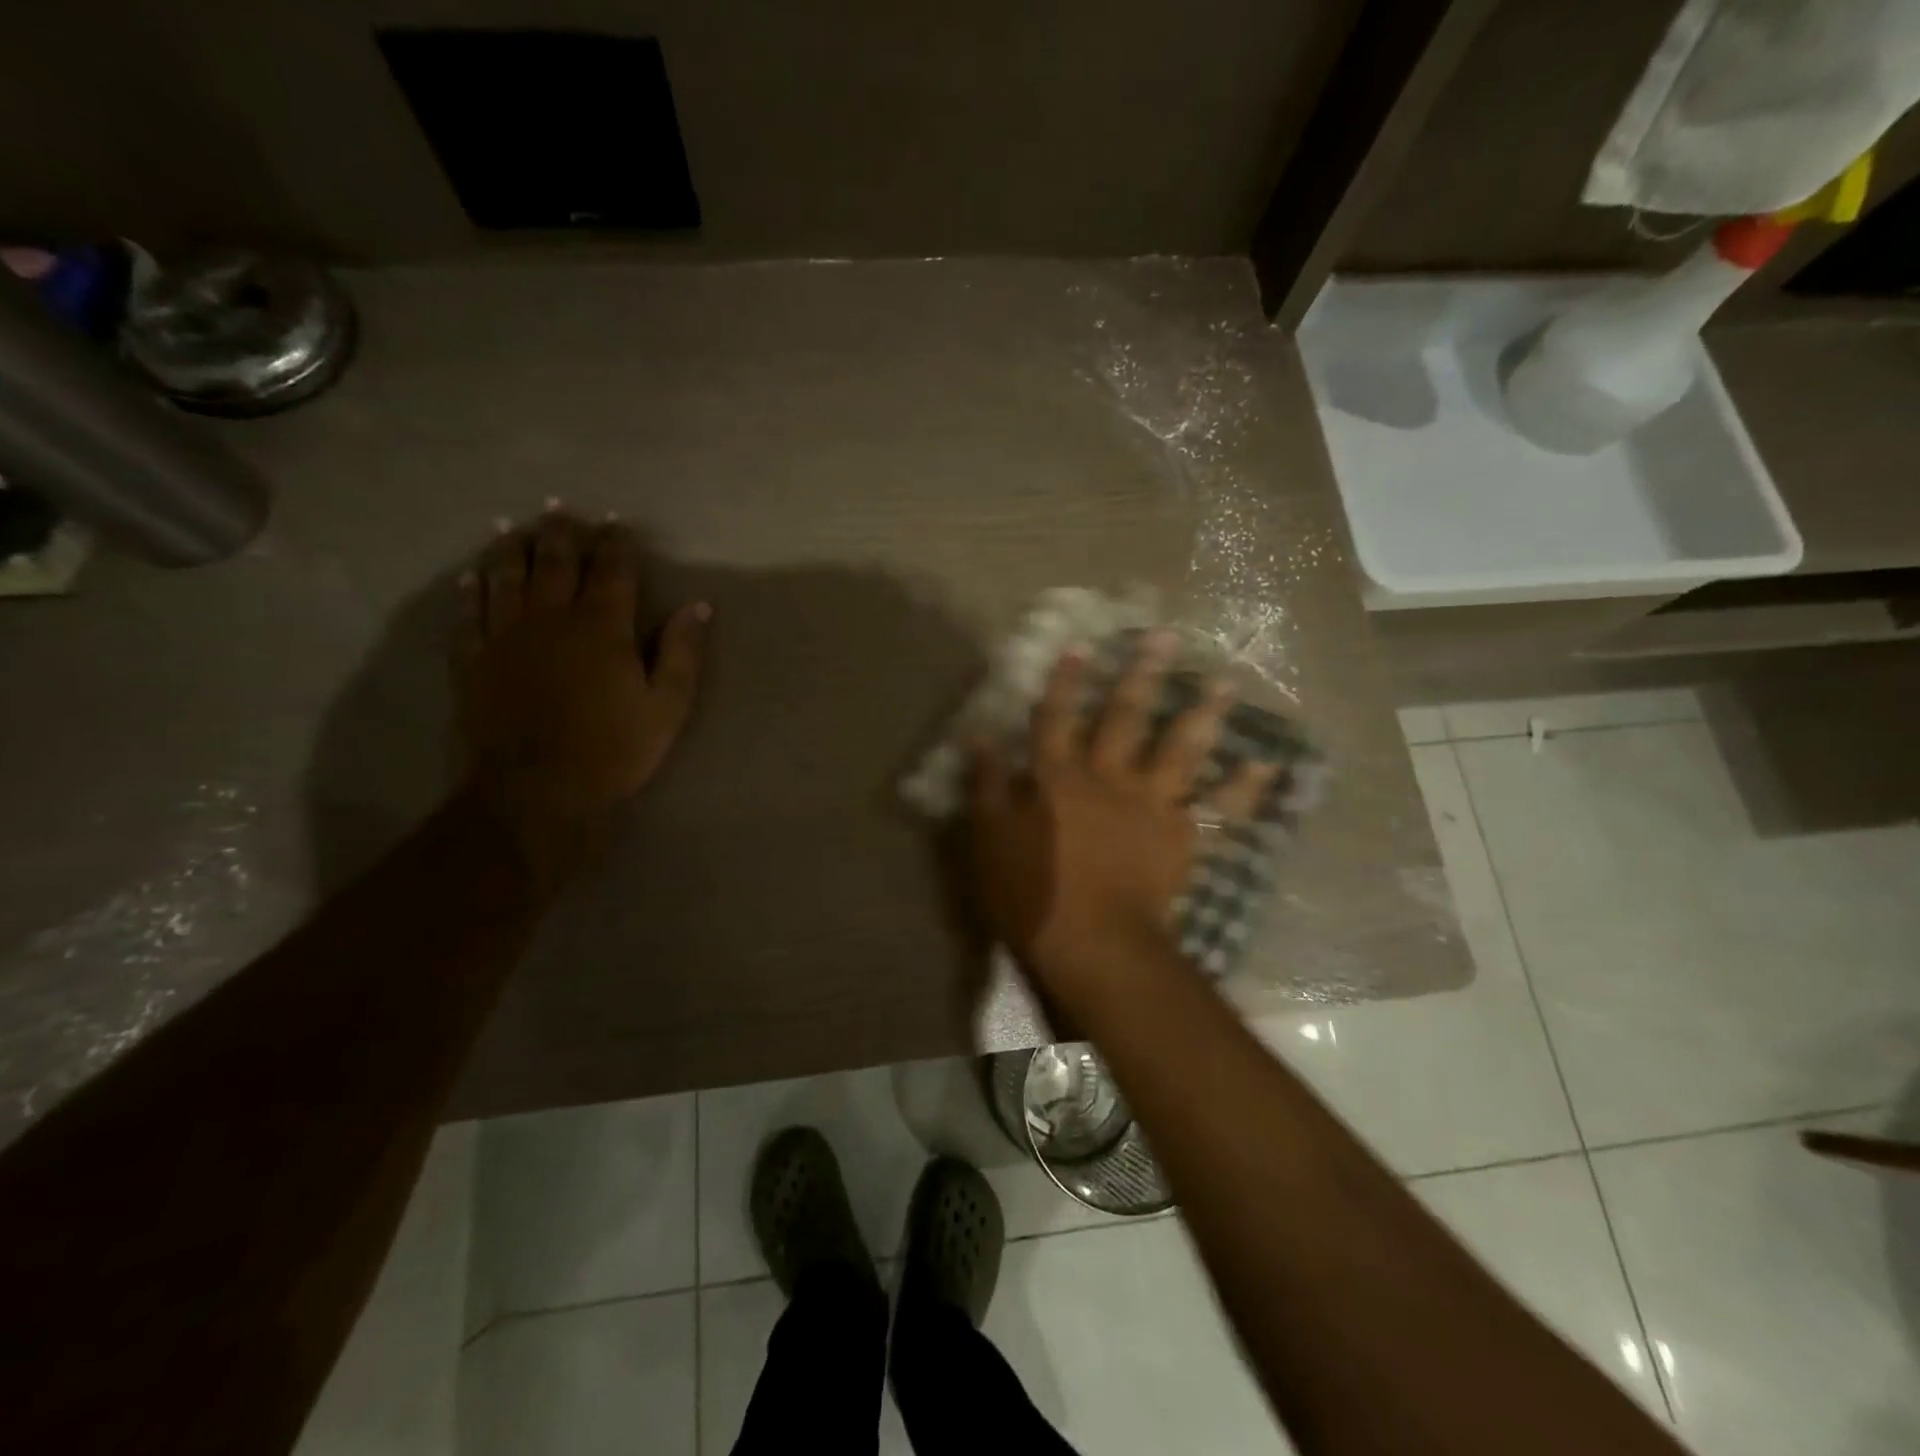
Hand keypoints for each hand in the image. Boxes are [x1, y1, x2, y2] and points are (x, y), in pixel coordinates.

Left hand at [453, 507, 707, 880]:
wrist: (536, 791)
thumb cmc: (613, 750)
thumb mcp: (667, 707)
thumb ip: (683, 653)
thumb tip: (699, 606)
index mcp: (603, 627)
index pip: (612, 569)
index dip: (618, 543)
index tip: (619, 524)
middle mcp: (551, 618)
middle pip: (554, 561)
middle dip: (562, 532)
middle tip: (563, 508)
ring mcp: (506, 636)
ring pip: (506, 576)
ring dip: (512, 546)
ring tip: (515, 525)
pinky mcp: (474, 660)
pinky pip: (470, 613)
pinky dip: (473, 590)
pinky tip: (474, 577)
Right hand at [967, 632, 1275, 999]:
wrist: (1094, 944)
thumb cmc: (1033, 895)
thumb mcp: (990, 840)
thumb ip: (986, 787)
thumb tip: (977, 737)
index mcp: (1058, 778)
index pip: (1057, 718)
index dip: (1066, 681)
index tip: (1081, 646)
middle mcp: (1108, 778)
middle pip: (1126, 718)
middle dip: (1143, 675)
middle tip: (1167, 637)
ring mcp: (1151, 805)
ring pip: (1180, 750)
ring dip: (1203, 713)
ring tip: (1224, 681)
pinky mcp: (1182, 836)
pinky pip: (1220, 808)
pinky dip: (1245, 788)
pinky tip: (1267, 764)